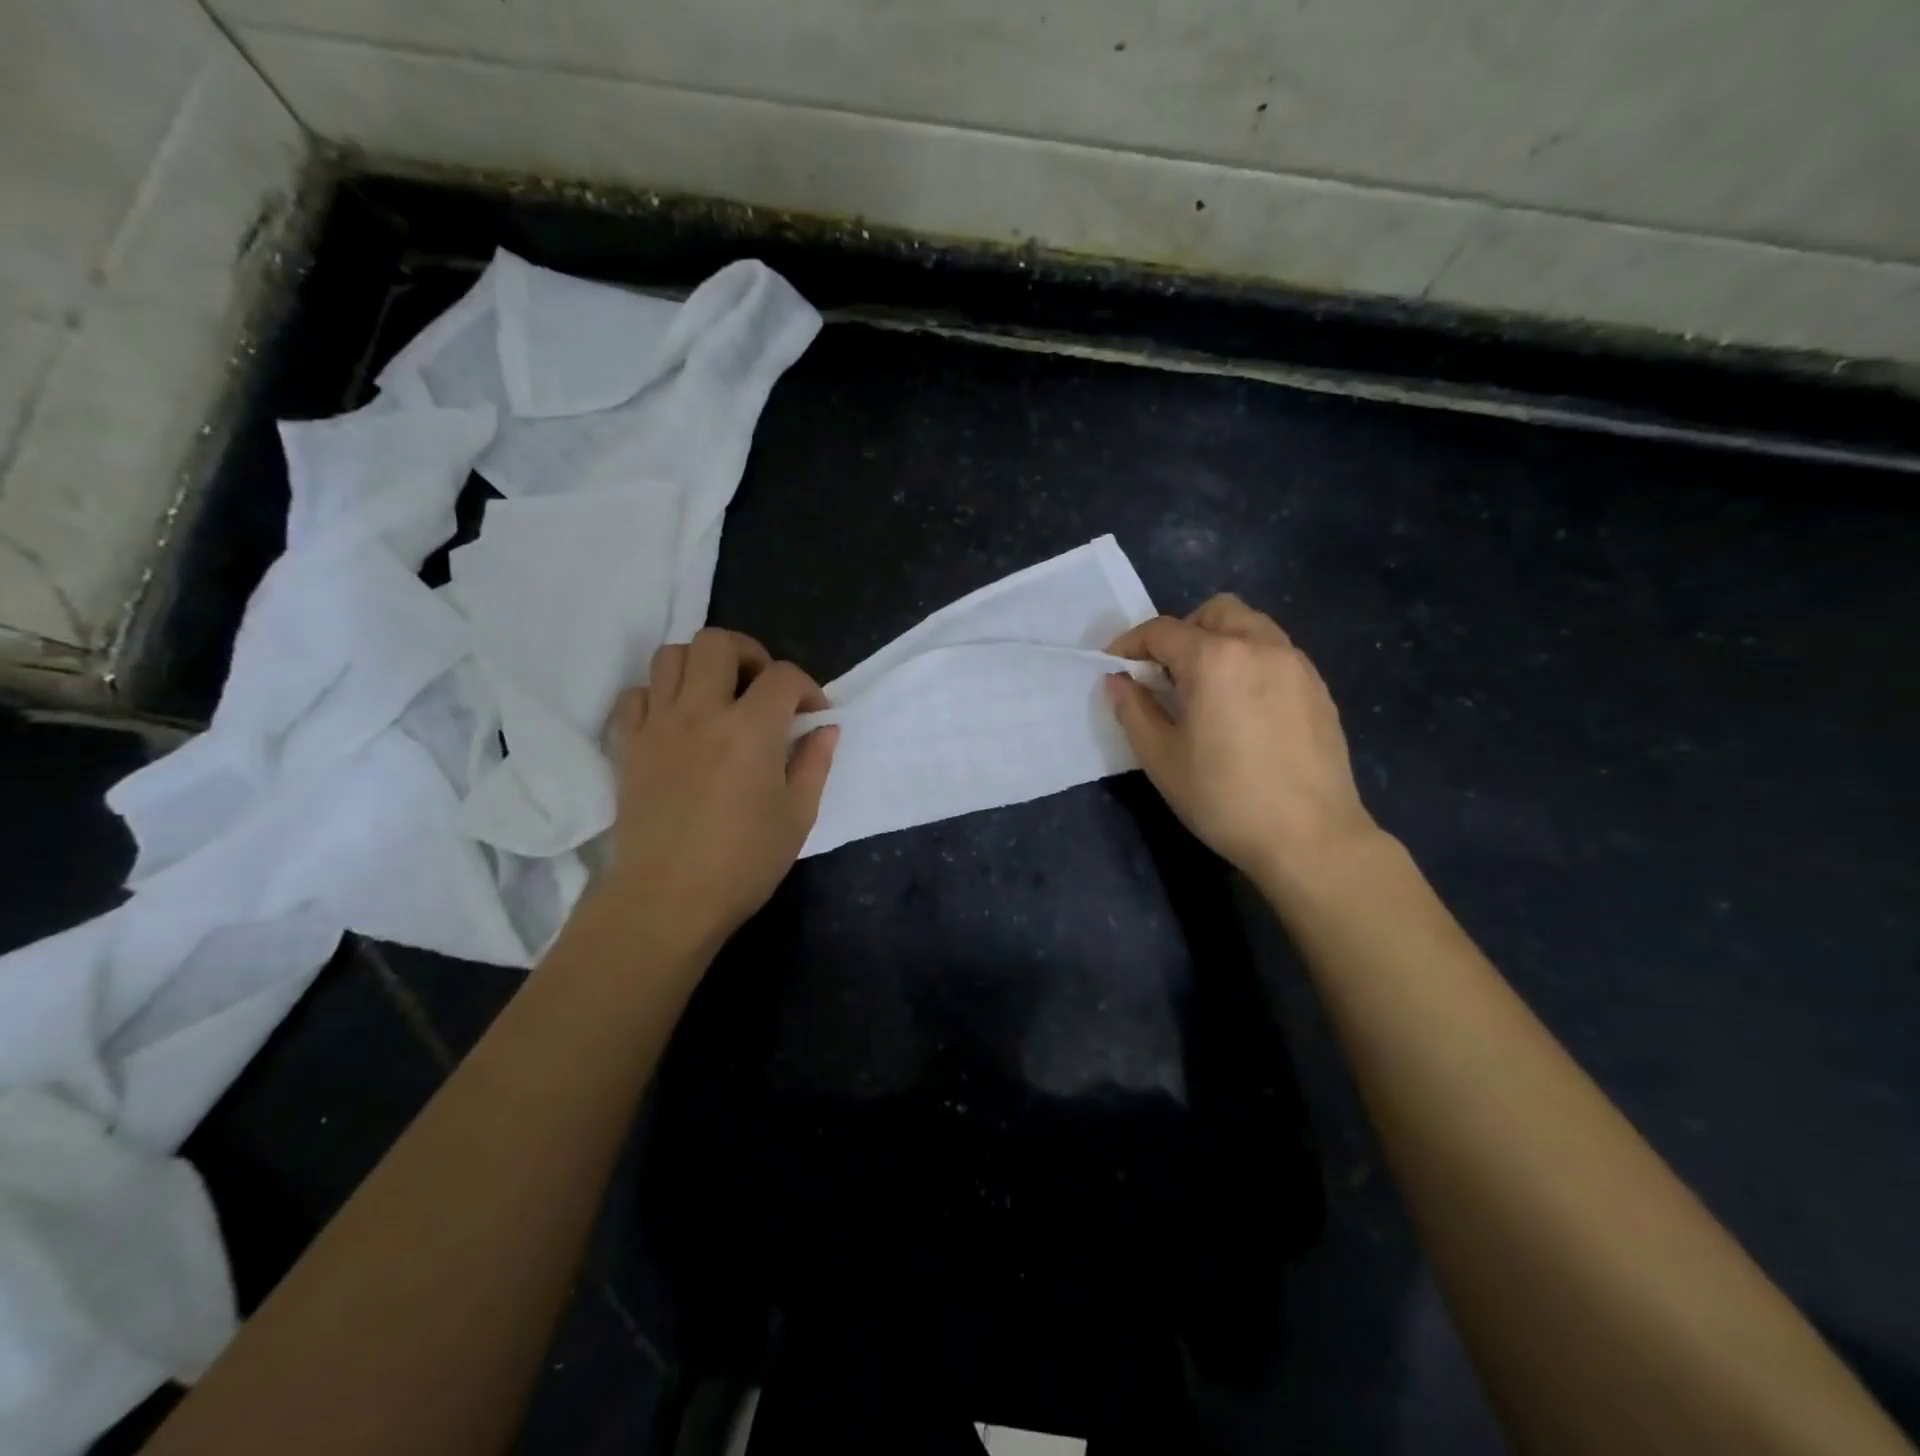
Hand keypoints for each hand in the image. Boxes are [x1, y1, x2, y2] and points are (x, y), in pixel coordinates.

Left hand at [599, 628, 838, 956]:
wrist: (667, 900)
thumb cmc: (742, 863)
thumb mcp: (797, 817)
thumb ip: (814, 763)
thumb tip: (826, 729)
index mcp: (751, 729)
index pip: (784, 676)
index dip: (807, 687)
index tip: (812, 715)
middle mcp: (701, 712)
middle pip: (718, 643)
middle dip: (749, 654)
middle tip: (761, 688)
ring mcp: (658, 725)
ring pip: (670, 656)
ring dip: (700, 665)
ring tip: (717, 696)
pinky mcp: (628, 745)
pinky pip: (635, 694)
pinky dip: (658, 695)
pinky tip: (676, 721)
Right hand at [1106, 594, 1377, 893]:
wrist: (1310, 837)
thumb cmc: (1224, 798)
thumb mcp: (1161, 758)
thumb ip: (1134, 710)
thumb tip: (1118, 680)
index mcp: (1214, 659)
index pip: (1162, 631)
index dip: (1131, 644)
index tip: (1116, 666)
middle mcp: (1259, 645)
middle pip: (1214, 612)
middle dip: (1182, 632)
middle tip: (1166, 674)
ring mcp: (1296, 664)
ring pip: (1251, 626)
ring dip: (1219, 641)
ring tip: (1206, 687)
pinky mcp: (1318, 687)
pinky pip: (1276, 652)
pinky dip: (1250, 660)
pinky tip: (1243, 706)